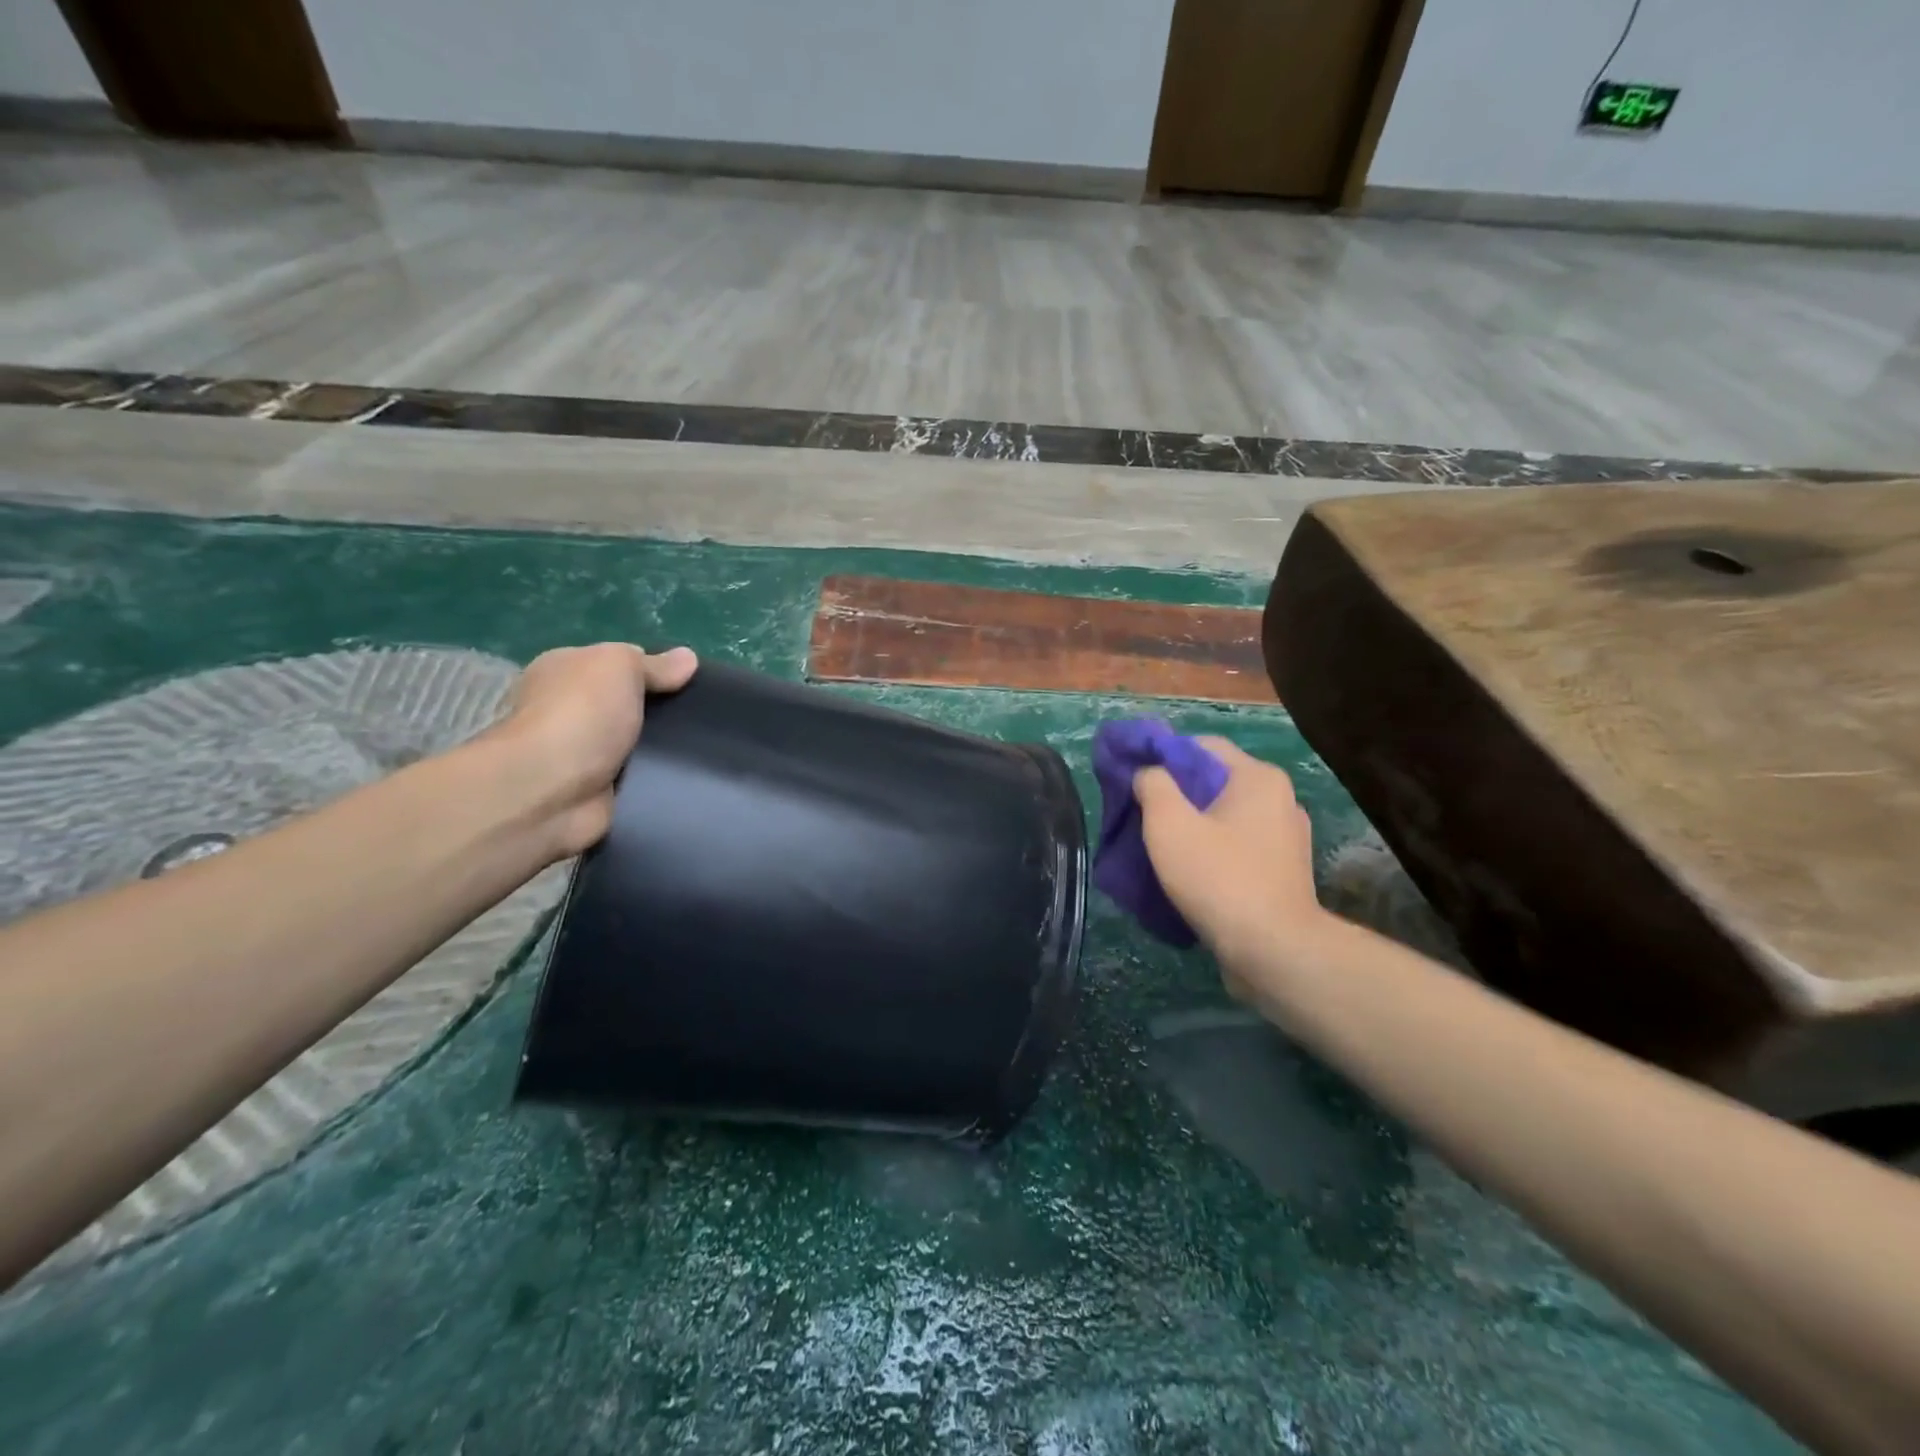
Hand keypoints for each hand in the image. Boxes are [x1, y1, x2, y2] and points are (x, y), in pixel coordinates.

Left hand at [485, 643, 697, 858]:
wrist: (549, 791)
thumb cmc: (581, 714)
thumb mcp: (620, 666)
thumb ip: (654, 664)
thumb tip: (688, 658)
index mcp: (565, 670)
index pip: (618, 665)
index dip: (655, 670)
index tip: (692, 682)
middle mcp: (568, 709)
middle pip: (630, 704)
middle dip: (664, 711)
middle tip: (704, 717)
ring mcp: (581, 753)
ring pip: (639, 743)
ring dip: (664, 748)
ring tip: (708, 747)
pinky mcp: (597, 790)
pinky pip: (639, 778)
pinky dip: (658, 779)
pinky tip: (687, 776)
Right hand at [1134, 738, 1328, 986]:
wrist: (1273, 951)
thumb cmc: (1219, 878)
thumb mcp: (1169, 824)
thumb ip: (1152, 785)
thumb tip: (1148, 773)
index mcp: (1258, 778)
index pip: (1201, 746)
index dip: (1162, 756)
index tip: (1134, 779)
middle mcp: (1280, 799)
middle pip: (1214, 781)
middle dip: (1175, 794)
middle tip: (1140, 814)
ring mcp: (1286, 838)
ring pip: (1225, 816)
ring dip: (1191, 825)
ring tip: (1159, 846)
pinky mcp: (1284, 871)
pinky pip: (1238, 846)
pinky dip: (1212, 850)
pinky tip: (1188, 871)